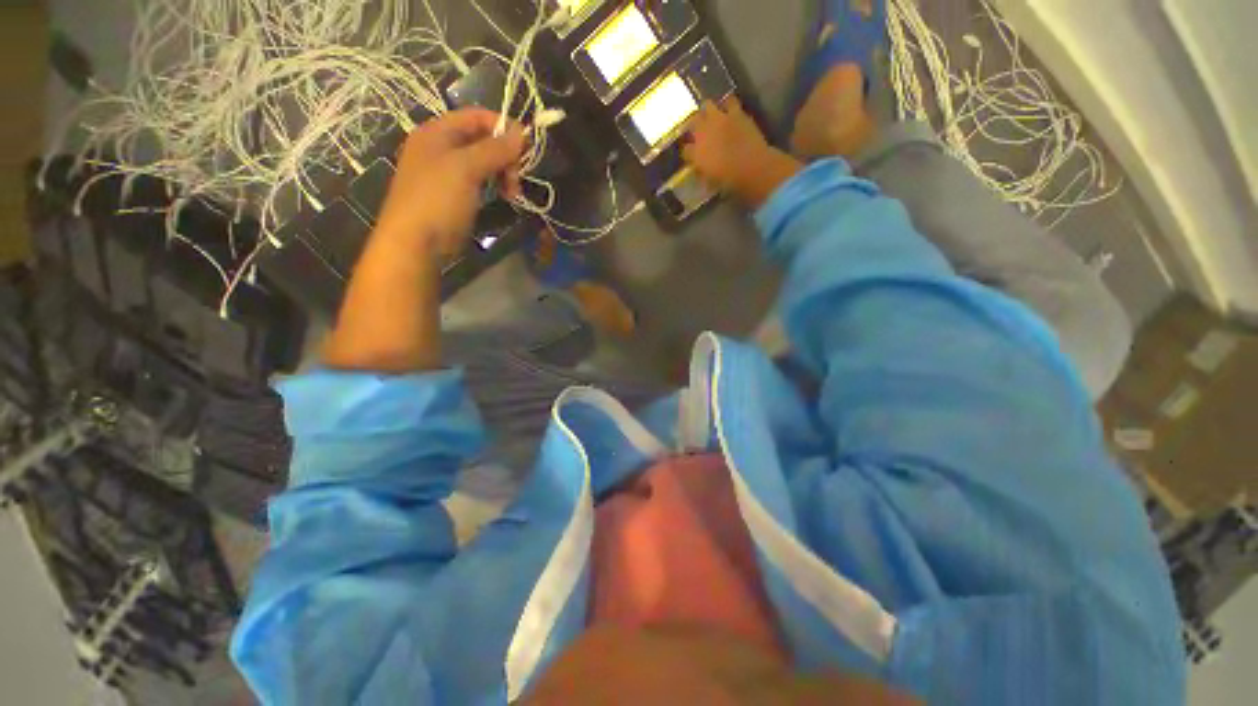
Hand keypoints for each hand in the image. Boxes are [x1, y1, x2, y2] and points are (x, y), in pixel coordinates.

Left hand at [373, 109, 525, 260]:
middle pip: (482, 140)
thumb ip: (494, 149)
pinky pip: (480, 181)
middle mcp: (441, 148)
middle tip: (517, 180)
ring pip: (484, 163)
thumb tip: (522, 133)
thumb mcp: (466, 169)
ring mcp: (447, 173)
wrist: (416, 244)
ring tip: (513, 194)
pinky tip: (504, 199)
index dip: (503, 127)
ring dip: (503, 174)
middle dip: (505, 157)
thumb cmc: (438, 200)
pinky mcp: (454, 195)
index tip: (527, 148)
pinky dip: (495, 186)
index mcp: (437, 132)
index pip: (476, 116)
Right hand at [683, 98, 802, 207]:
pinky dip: (728, 105)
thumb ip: (702, 171)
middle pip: (692, 122)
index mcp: (695, 153)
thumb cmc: (730, 181)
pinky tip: (729, 109)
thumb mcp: (710, 182)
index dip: (688, 152)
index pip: (685, 149)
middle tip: (698, 131)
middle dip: (693, 126)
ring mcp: (719, 119)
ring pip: (707, 105)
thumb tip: (700, 168)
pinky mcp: (736, 112)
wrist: (752, 168)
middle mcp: (702, 133)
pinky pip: (729, 101)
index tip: (691, 155)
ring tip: (711, 115)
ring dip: (708, 110)